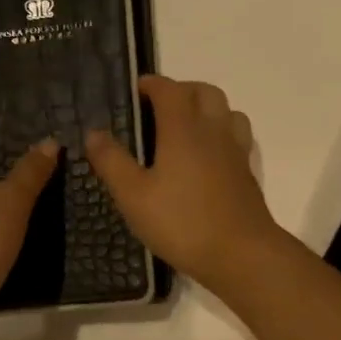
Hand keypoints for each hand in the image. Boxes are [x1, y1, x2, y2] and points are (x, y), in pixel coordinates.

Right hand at [85, 76, 285, 293]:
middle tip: (158, 108)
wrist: (241, 254)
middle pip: (204, 92)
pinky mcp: (246, 172)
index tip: (135, 92)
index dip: (151, 84)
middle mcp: (213, 130)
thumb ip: (112, 161)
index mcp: (183, 129)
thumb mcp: (133, 196)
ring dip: (205, 108)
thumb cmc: (182, 223)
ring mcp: (235, 151)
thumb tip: (94, 132)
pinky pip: (236, 136)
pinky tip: (206, 156)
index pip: (169, 89)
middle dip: (181, 90)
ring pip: (226, 111)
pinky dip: (221, 132)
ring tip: (184, 128)